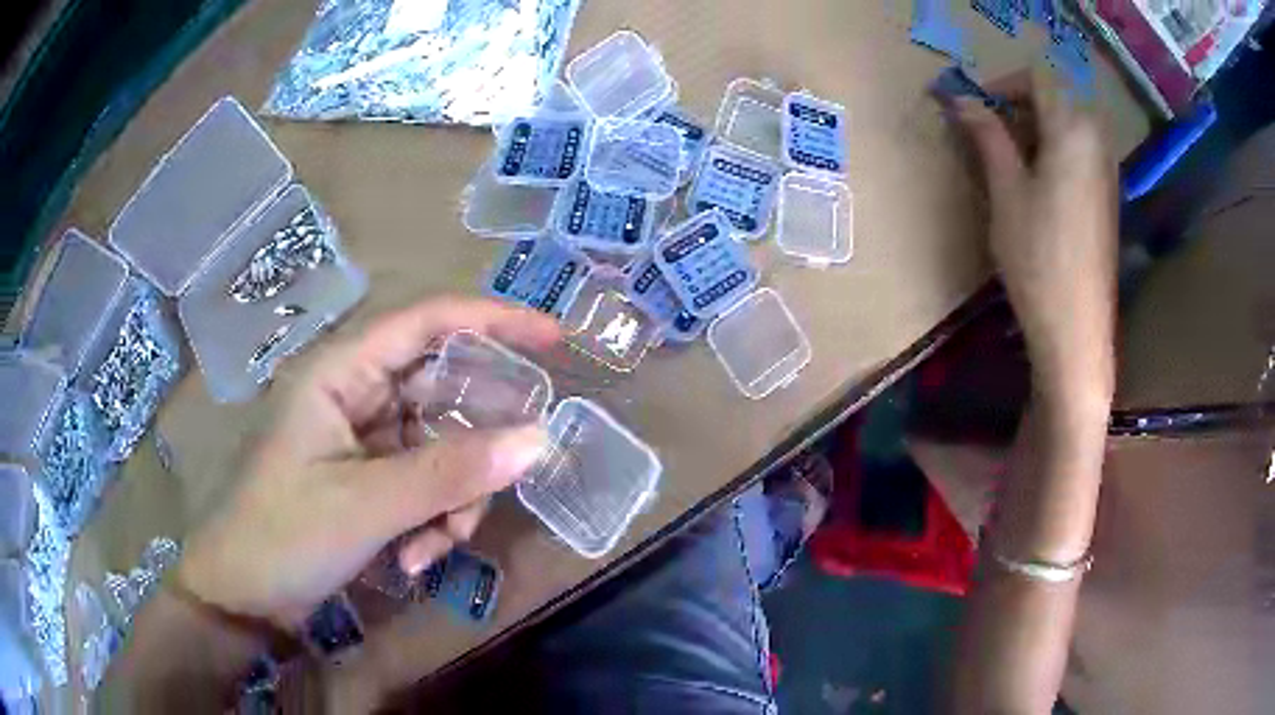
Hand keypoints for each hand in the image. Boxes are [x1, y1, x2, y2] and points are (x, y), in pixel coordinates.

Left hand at [176, 298, 561, 627]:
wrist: (243, 596)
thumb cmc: (284, 535)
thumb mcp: (368, 504)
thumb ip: (450, 473)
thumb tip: (539, 440)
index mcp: (342, 373)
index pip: (427, 323)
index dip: (493, 322)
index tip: (554, 340)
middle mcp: (355, 396)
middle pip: (442, 396)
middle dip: (473, 448)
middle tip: (503, 480)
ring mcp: (363, 442)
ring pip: (440, 449)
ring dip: (451, 498)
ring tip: (432, 547)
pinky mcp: (368, 481)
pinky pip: (424, 484)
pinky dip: (432, 519)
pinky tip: (413, 559)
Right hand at [951, 73, 1116, 411]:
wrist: (1077, 328)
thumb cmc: (1038, 259)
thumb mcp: (1006, 192)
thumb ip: (988, 137)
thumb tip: (962, 100)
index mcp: (1072, 131)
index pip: (1039, 77)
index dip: (1005, 82)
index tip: (979, 108)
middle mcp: (1096, 141)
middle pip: (1058, 96)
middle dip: (1022, 105)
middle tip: (993, 135)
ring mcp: (1106, 170)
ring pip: (1070, 123)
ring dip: (1037, 127)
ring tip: (1013, 161)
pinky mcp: (1107, 195)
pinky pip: (1081, 149)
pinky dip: (1056, 149)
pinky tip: (1040, 184)